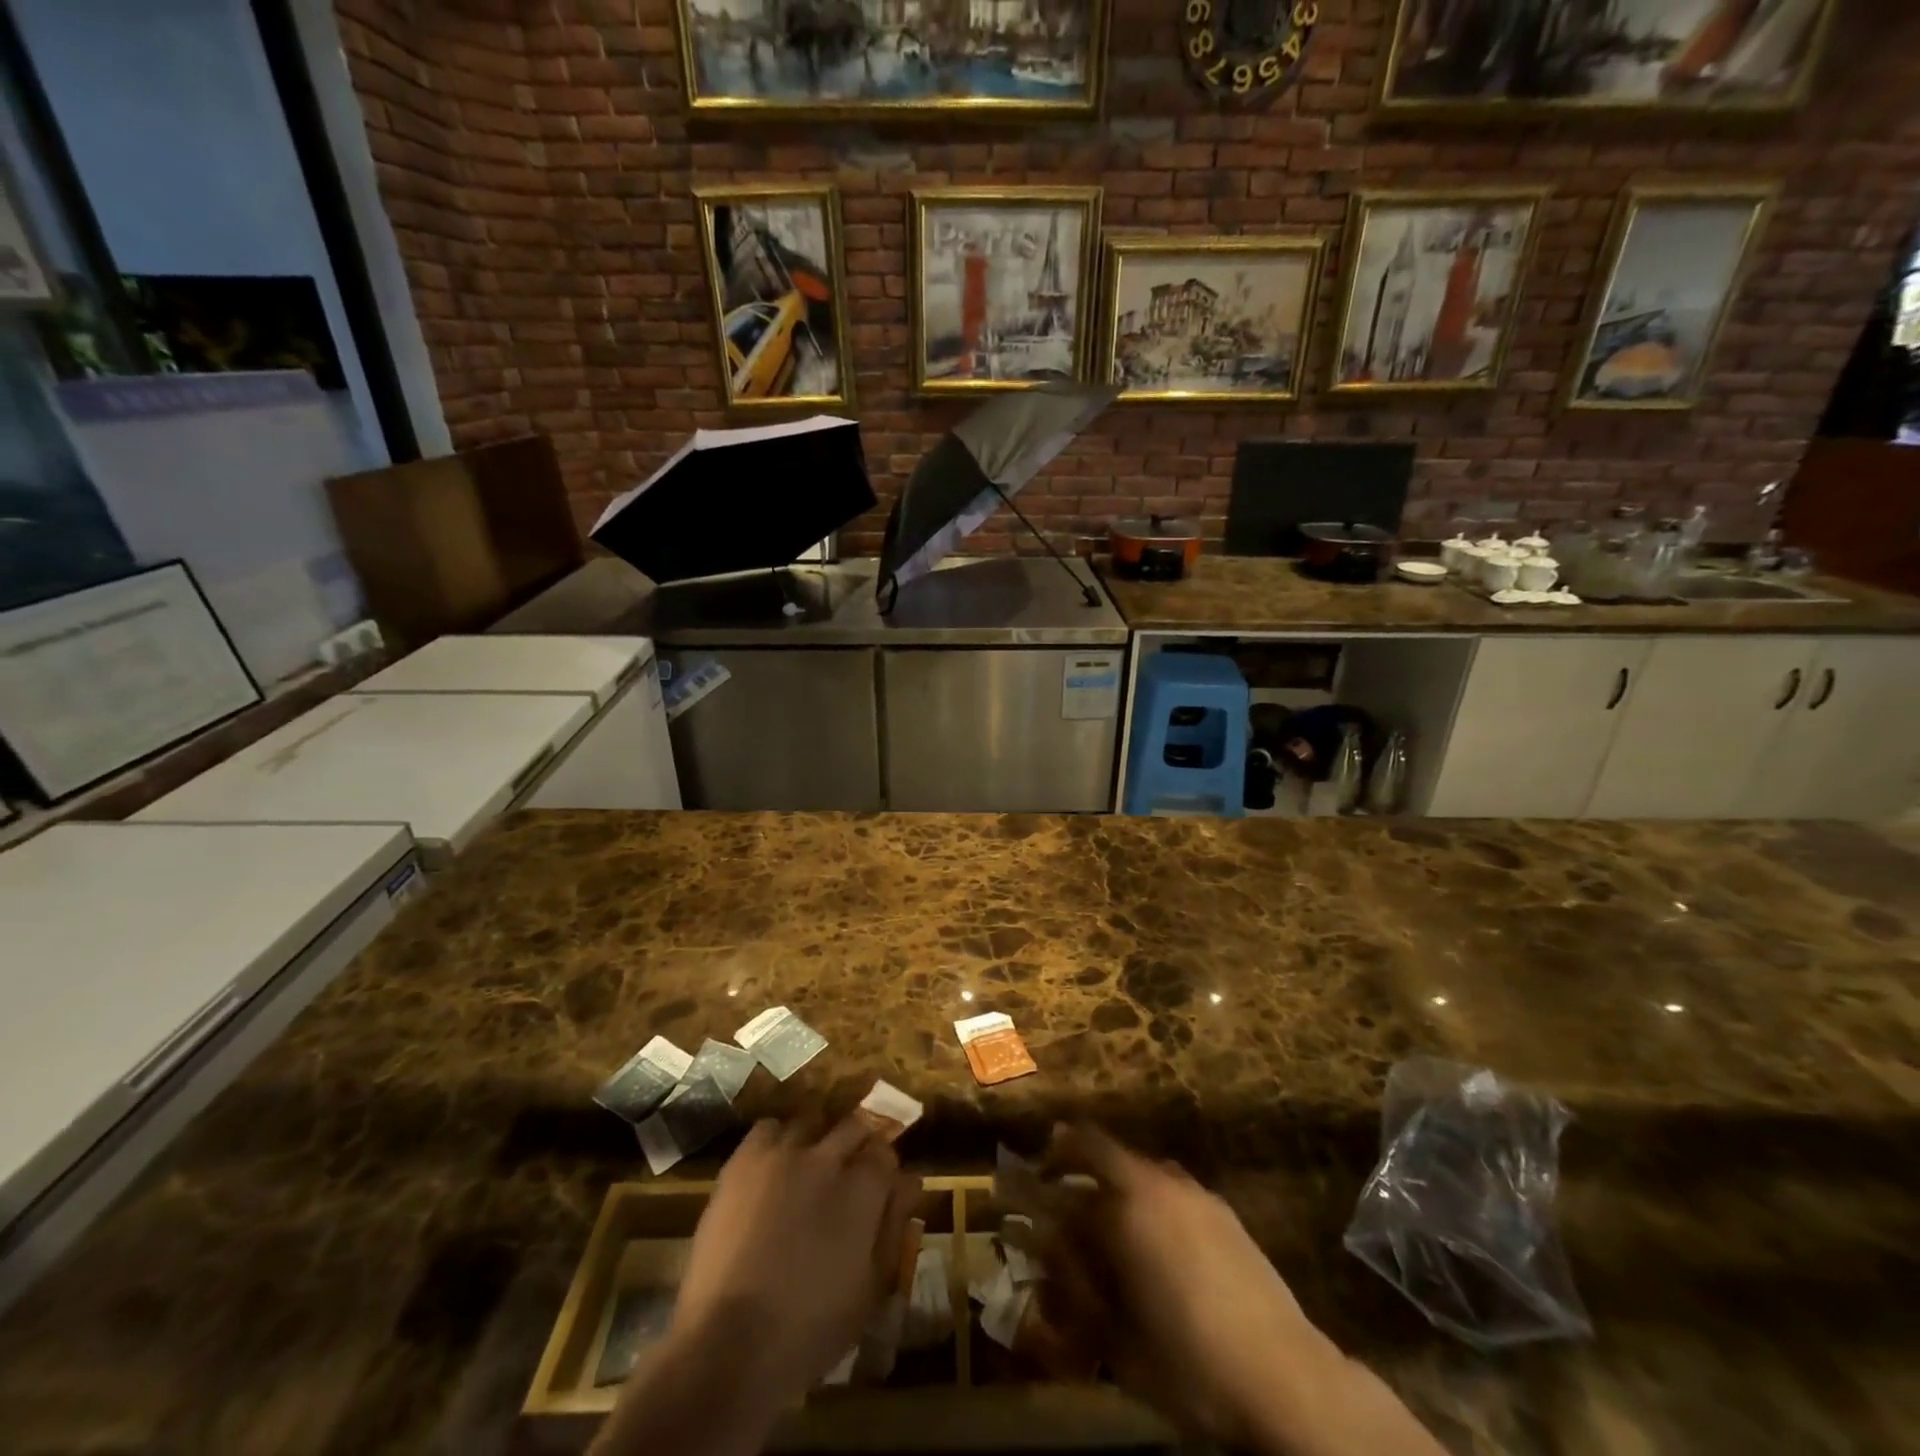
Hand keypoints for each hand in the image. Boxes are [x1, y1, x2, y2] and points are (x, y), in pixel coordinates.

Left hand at [671, 1115, 919, 1410]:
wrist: (725, 1345)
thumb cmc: (809, 1330)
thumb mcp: (869, 1290)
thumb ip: (893, 1227)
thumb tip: (910, 1181)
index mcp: (864, 1188)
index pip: (885, 1152)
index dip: (883, 1168)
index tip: (878, 1185)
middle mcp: (828, 1157)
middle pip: (854, 1124)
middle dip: (857, 1144)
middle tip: (846, 1174)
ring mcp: (783, 1154)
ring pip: (811, 1122)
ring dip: (817, 1140)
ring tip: (807, 1169)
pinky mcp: (744, 1161)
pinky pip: (768, 1129)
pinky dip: (776, 1141)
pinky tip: (773, 1168)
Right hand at [1039, 1124, 1442, 1455]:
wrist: (1285, 1377)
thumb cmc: (1189, 1362)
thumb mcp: (1116, 1338)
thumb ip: (1075, 1286)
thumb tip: (1047, 1249)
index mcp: (1125, 1207)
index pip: (1067, 1169)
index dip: (1043, 1171)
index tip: (1028, 1181)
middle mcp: (1156, 1183)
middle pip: (1102, 1147)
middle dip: (1072, 1154)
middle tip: (1055, 1175)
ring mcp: (1193, 1192)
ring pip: (1138, 1165)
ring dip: (1112, 1175)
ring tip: (1104, 1211)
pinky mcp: (1221, 1209)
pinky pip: (1169, 1184)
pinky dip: (1148, 1193)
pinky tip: (1153, 1235)